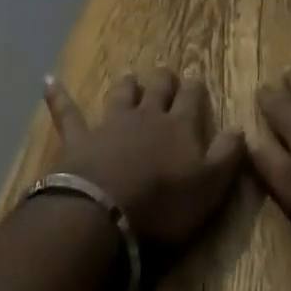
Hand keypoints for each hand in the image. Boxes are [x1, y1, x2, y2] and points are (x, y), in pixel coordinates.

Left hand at [42, 68, 245, 244]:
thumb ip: (228, 155)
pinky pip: (67, 112)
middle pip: (158, 85)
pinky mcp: (79, 138)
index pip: (192, 95)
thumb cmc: (163, 203)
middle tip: (166, 80)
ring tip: (130, 81)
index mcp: (179, 124)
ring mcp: (111, 122)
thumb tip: (241, 127)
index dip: (195, 89)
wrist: (105, 211)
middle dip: (163, 80)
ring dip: (127, 86)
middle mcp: (147, 114)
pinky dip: (58, 96)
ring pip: (122, 92)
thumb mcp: (209, 186)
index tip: (197, 86)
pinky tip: (48, 80)